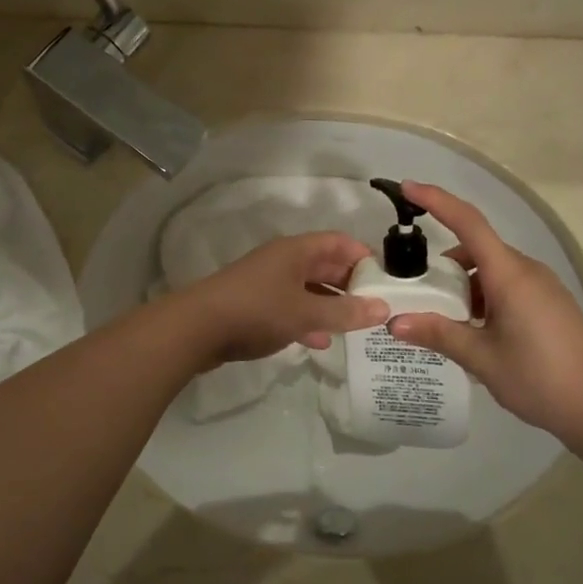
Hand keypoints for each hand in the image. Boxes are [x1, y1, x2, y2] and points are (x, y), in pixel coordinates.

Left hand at [176, 232, 388, 368]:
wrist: (197, 329)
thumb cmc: (256, 311)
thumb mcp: (306, 313)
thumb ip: (345, 312)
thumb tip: (383, 308)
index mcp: (296, 251)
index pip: (338, 241)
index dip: (363, 256)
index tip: (385, 280)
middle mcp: (282, 261)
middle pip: (324, 264)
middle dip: (350, 284)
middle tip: (375, 307)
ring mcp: (266, 283)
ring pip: (308, 288)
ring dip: (330, 305)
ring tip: (354, 326)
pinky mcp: (254, 306)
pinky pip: (290, 308)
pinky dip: (307, 320)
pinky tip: (320, 341)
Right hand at [385, 182, 582, 447]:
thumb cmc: (541, 378)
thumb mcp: (482, 358)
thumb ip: (438, 334)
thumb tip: (394, 322)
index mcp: (509, 275)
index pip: (468, 223)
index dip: (437, 201)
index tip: (407, 187)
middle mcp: (526, 271)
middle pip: (475, 249)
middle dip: (441, 265)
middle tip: (411, 291)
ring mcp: (541, 286)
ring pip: (490, 270)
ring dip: (462, 285)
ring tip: (439, 320)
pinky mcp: (548, 303)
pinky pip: (506, 285)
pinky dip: (481, 297)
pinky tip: (470, 331)